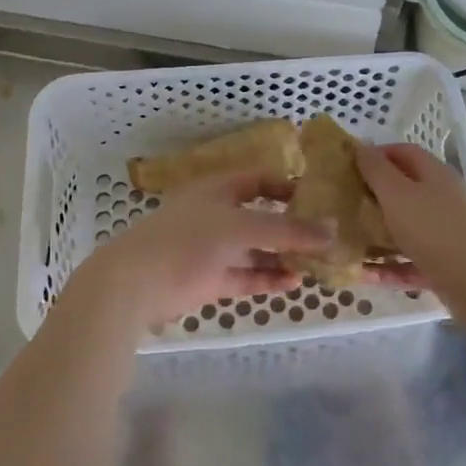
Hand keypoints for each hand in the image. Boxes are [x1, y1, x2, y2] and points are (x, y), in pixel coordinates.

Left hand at [58, 172, 329, 332]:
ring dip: (282, 256)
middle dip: (291, 227)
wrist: (134, 285)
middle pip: (260, 216)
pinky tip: (293, 284)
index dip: (288, 186)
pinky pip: (244, 275)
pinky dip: (266, 278)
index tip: (318, 201)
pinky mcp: (207, 280)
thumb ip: (288, 230)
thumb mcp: (241, 228)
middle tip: (325, 238)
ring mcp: (210, 249)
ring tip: (316, 265)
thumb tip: (332, 231)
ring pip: (254, 249)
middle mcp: (215, 215)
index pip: (259, 179)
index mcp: (218, 189)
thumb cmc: (187, 242)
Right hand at [355, 143, 465, 314]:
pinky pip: (410, 263)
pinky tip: (364, 276)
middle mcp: (441, 200)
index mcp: (433, 175)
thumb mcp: (398, 194)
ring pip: (405, 230)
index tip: (348, 166)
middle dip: (372, 198)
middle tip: (341, 206)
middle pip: (403, 192)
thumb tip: (361, 146)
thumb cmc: (435, 229)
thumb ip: (377, 170)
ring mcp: (444, 234)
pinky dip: (390, 268)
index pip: (403, 153)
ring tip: (346, 242)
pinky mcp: (444, 266)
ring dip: (377, 236)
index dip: (376, 155)